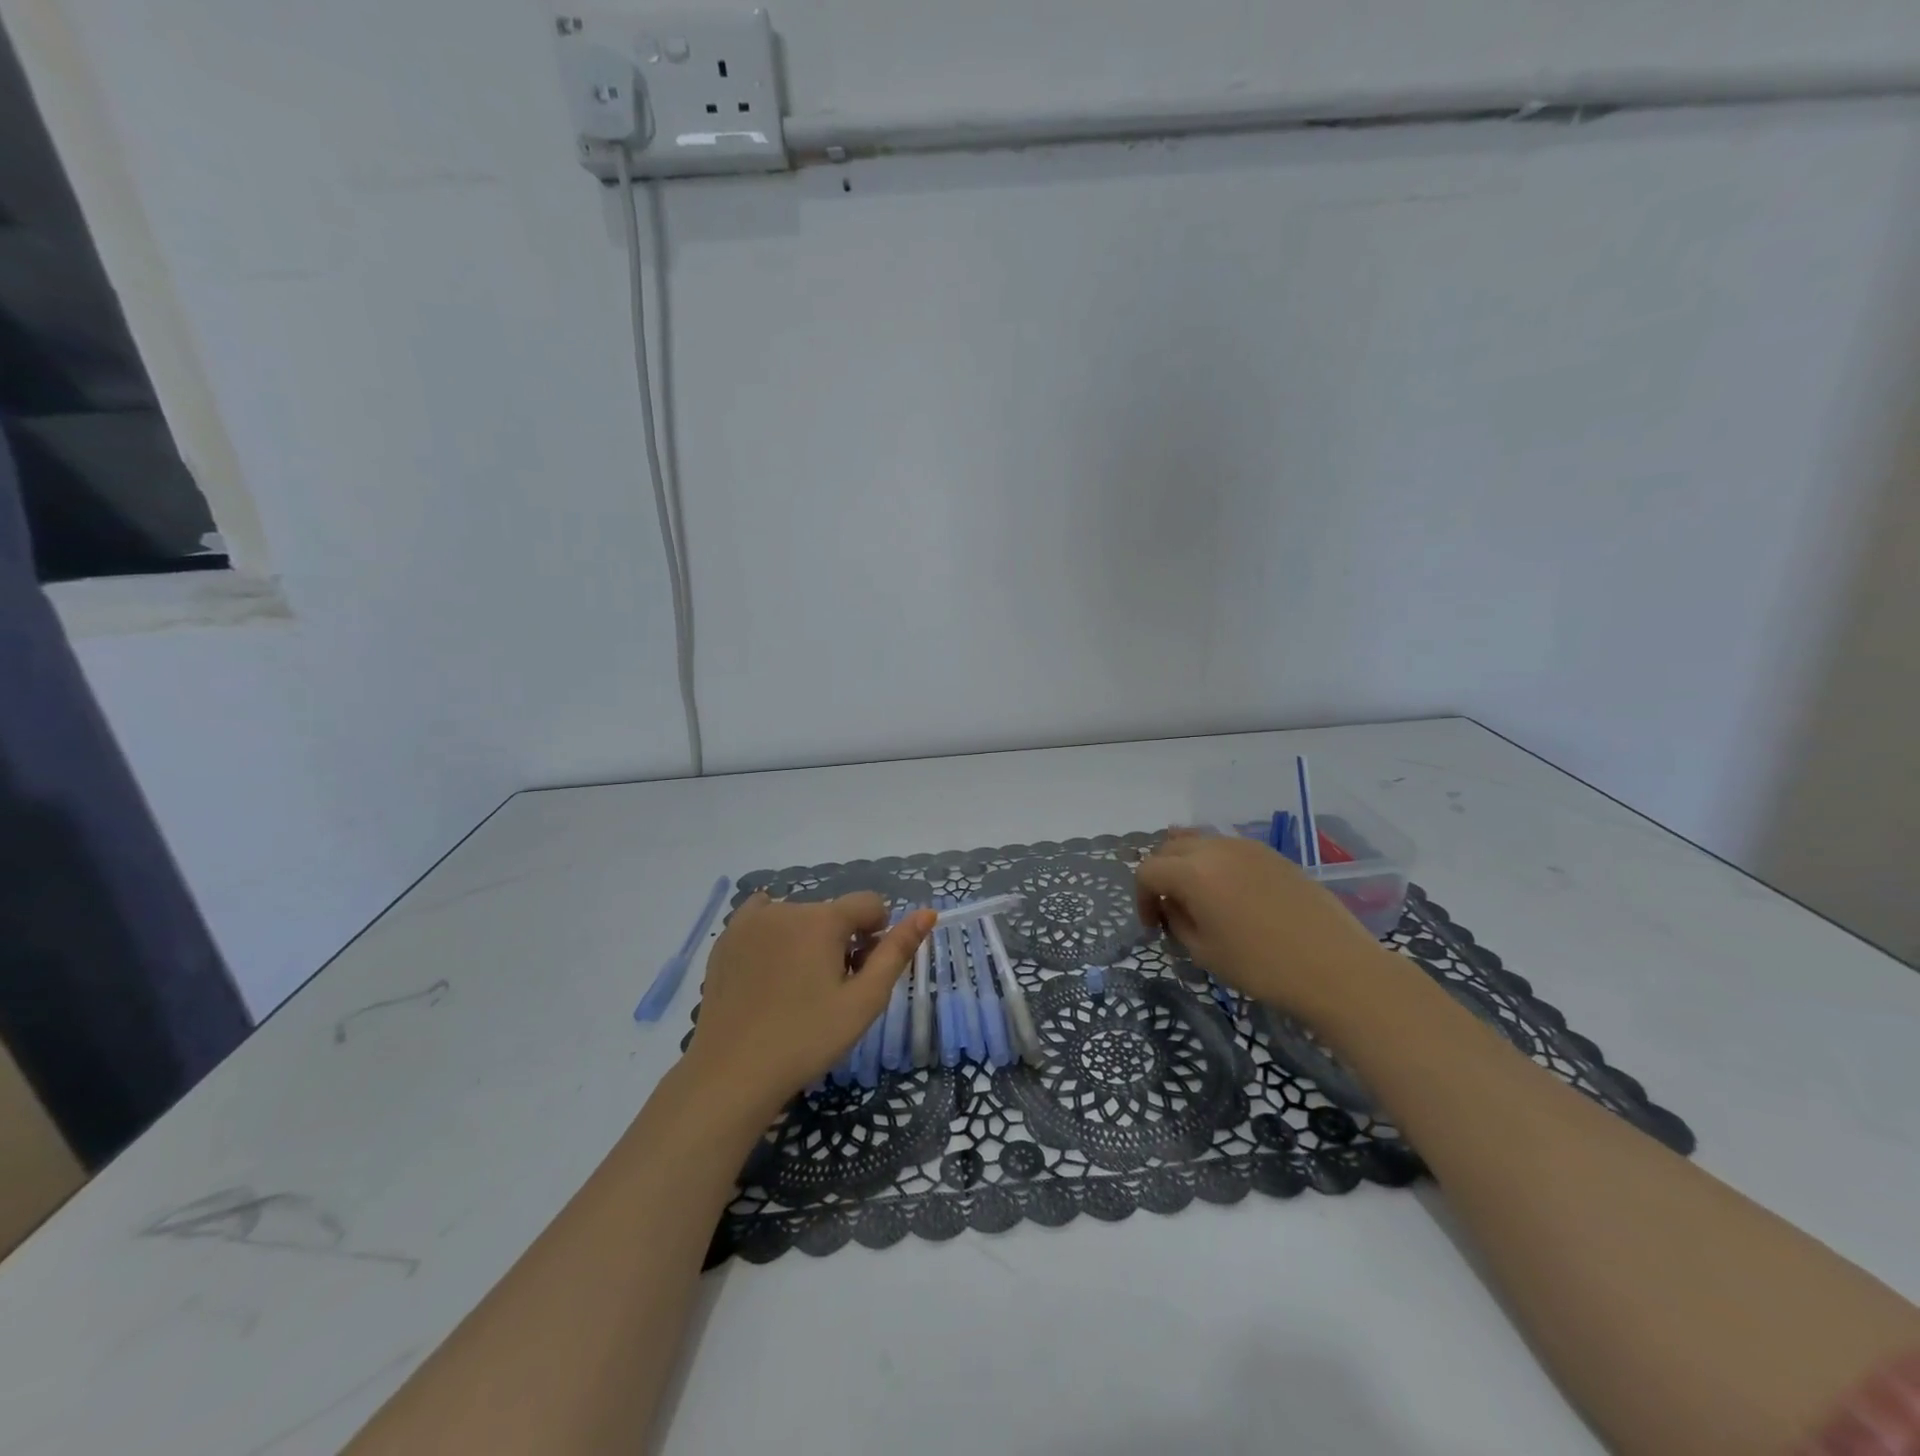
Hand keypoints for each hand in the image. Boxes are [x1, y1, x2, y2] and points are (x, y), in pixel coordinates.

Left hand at [683, 891, 933, 1115]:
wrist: (732, 1074)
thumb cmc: (807, 1039)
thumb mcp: (864, 1001)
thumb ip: (897, 952)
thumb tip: (928, 912)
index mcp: (823, 919)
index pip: (870, 904)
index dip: (877, 935)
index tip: (863, 973)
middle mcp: (787, 907)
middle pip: (834, 913)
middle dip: (842, 941)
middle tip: (831, 990)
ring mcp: (751, 920)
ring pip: (800, 917)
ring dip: (809, 939)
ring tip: (798, 988)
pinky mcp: (727, 938)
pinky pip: (763, 918)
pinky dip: (776, 934)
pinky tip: (770, 968)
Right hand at [1135, 830, 1392, 1023]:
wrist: (1336, 968)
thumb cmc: (1262, 966)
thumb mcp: (1204, 952)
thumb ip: (1177, 920)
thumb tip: (1172, 904)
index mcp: (1193, 872)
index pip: (1148, 871)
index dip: (1141, 898)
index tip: (1152, 926)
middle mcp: (1216, 848)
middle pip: (1170, 848)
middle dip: (1161, 875)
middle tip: (1168, 908)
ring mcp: (1247, 846)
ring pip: (1200, 842)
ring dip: (1187, 864)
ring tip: (1197, 896)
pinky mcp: (1272, 854)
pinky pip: (1228, 848)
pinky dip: (1215, 863)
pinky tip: (1229, 893)